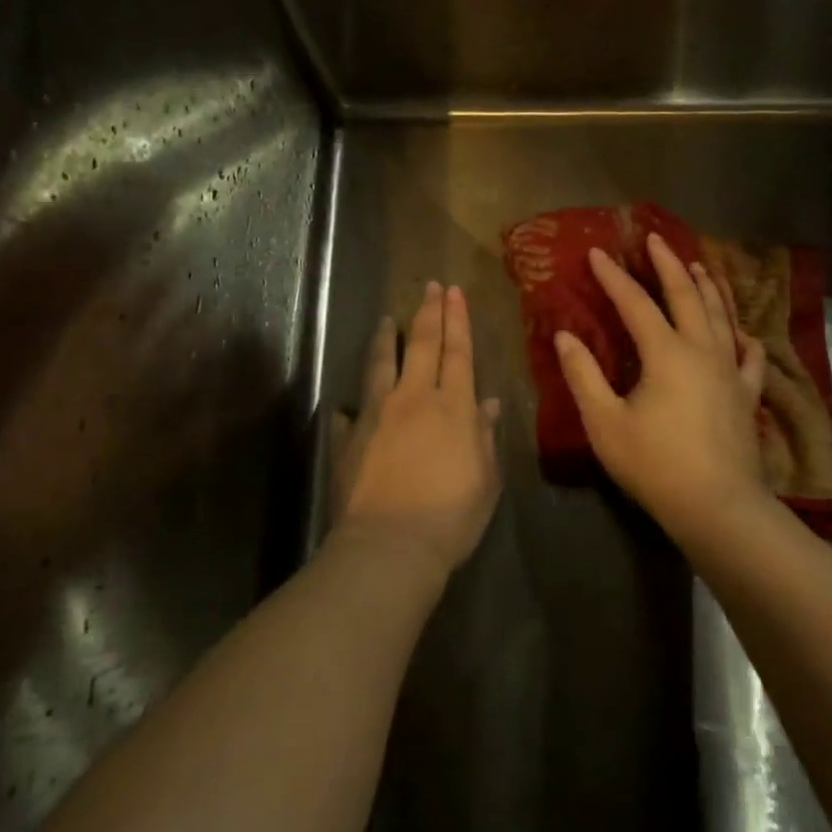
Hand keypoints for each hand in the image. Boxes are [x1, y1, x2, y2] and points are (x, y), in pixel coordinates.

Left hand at [330, 283, 501, 577]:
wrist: (390, 545)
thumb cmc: (451, 515)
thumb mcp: (485, 478)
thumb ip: (485, 436)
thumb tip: (488, 402)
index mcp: (452, 406)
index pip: (457, 352)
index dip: (457, 320)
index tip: (453, 291)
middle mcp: (413, 399)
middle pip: (422, 346)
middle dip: (427, 313)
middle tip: (429, 286)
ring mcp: (375, 415)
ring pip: (381, 364)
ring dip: (386, 339)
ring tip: (386, 319)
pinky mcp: (348, 439)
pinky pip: (348, 414)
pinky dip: (349, 407)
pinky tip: (343, 405)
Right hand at [554, 234, 769, 535]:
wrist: (717, 506)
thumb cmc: (655, 464)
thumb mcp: (605, 422)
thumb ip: (583, 375)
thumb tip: (565, 336)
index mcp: (666, 353)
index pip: (636, 304)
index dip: (614, 277)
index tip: (597, 253)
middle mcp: (702, 350)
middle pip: (686, 296)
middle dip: (668, 265)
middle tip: (655, 239)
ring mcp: (730, 371)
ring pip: (721, 316)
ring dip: (707, 287)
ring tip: (699, 266)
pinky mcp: (747, 395)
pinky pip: (749, 356)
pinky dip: (743, 337)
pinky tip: (741, 333)